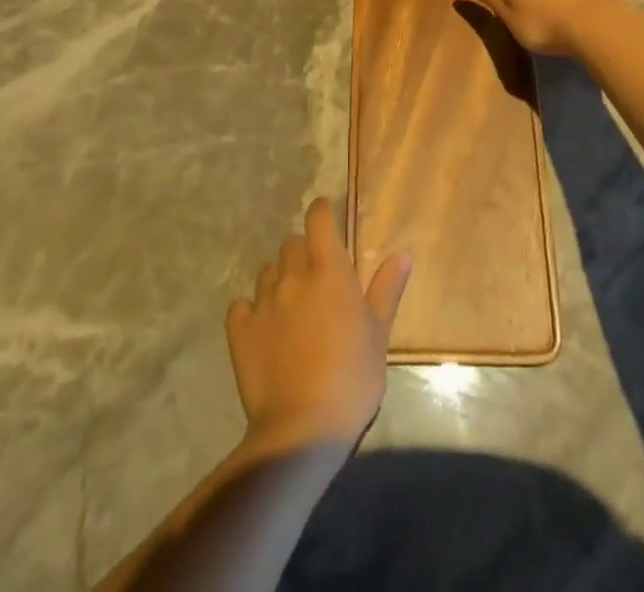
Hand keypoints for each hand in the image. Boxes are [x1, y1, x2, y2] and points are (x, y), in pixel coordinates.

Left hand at [226, 199, 410, 455]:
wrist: (302, 429)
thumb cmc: (352, 378)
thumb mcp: (379, 334)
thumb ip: (387, 289)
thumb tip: (404, 253)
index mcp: (329, 271)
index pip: (319, 218)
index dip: (323, 214)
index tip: (329, 223)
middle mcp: (293, 276)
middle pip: (292, 244)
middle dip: (303, 253)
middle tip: (317, 281)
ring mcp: (263, 302)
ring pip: (268, 271)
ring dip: (280, 280)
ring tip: (292, 308)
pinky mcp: (240, 330)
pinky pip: (242, 305)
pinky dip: (251, 311)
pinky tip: (263, 330)